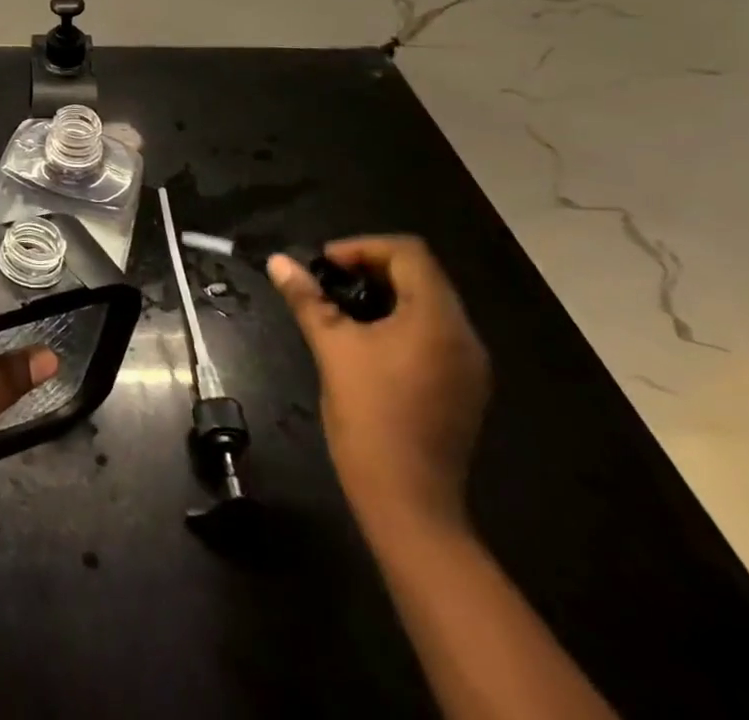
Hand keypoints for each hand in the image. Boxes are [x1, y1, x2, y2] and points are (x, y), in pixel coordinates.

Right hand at [268, 236, 488, 537]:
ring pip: (428, 305)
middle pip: (421, 276)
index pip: (409, 253)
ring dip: (385, 295)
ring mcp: (469, 365)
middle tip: (328, 281)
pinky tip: (368, 341)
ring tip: (341, 309)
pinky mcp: (464, 387)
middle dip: (371, 268)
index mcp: (437, 319)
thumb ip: (307, 298)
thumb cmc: (369, 415)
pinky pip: (434, 334)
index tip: (325, 264)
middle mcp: (464, 335)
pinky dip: (401, 322)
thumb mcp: (331, 348)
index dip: (363, 247)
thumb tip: (278, 261)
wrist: (409, 501)